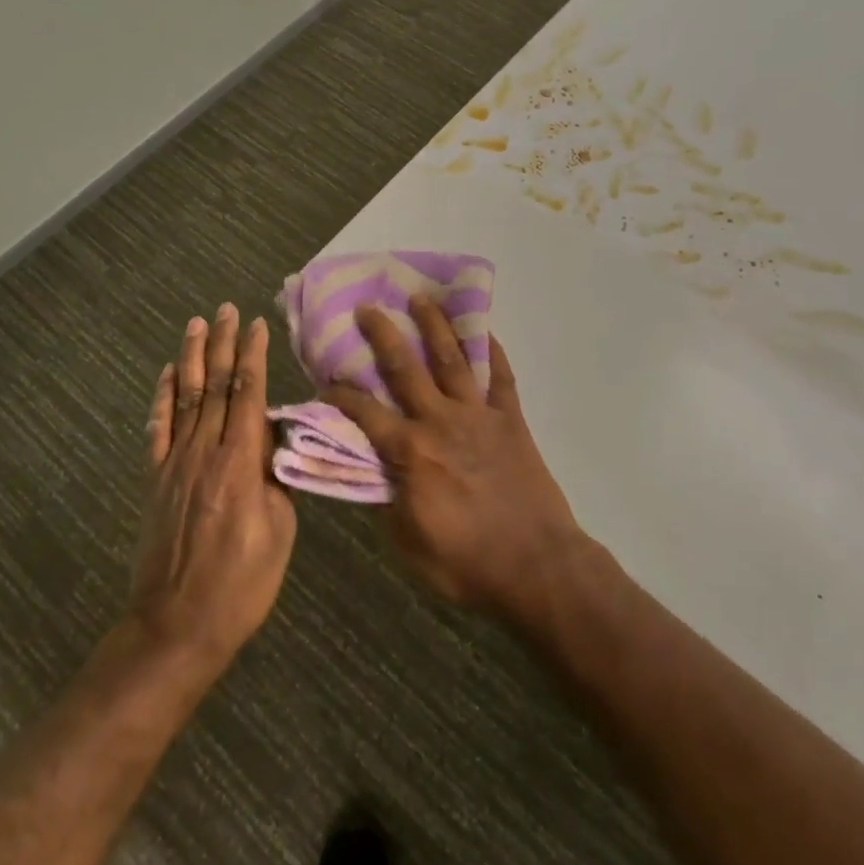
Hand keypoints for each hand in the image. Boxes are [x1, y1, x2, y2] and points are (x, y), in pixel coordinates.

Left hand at [131, 304, 296, 668]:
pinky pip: (157, 430)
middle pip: (216, 385)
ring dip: (192, 358)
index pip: (249, 393)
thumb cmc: (241, 584)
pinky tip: (168, 375)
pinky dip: (162, 398)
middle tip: (225, 308)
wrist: (177, 626)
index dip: (253, 355)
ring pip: (186, 398)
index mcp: (241, 462)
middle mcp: (205, 451)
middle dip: (222, 343)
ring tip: (196, 324)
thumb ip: (276, 479)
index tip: (257, 324)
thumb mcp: (280, 531)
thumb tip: (272, 444)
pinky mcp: (155, 481)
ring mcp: (175, 464)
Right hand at [324, 298, 590, 617]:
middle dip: (383, 335)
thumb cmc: (467, 562)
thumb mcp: (409, 544)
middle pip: (406, 368)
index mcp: (411, 452)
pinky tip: (485, 332)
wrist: (537, 565)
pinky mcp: (511, 419)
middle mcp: (441, 421)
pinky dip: (494, 352)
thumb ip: (385, 502)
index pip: (366, 413)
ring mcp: (479, 416)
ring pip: (452, 360)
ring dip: (434, 326)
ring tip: (421, 298)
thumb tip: (370, 471)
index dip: (342, 393)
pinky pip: (501, 377)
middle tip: (368, 308)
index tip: (326, 375)